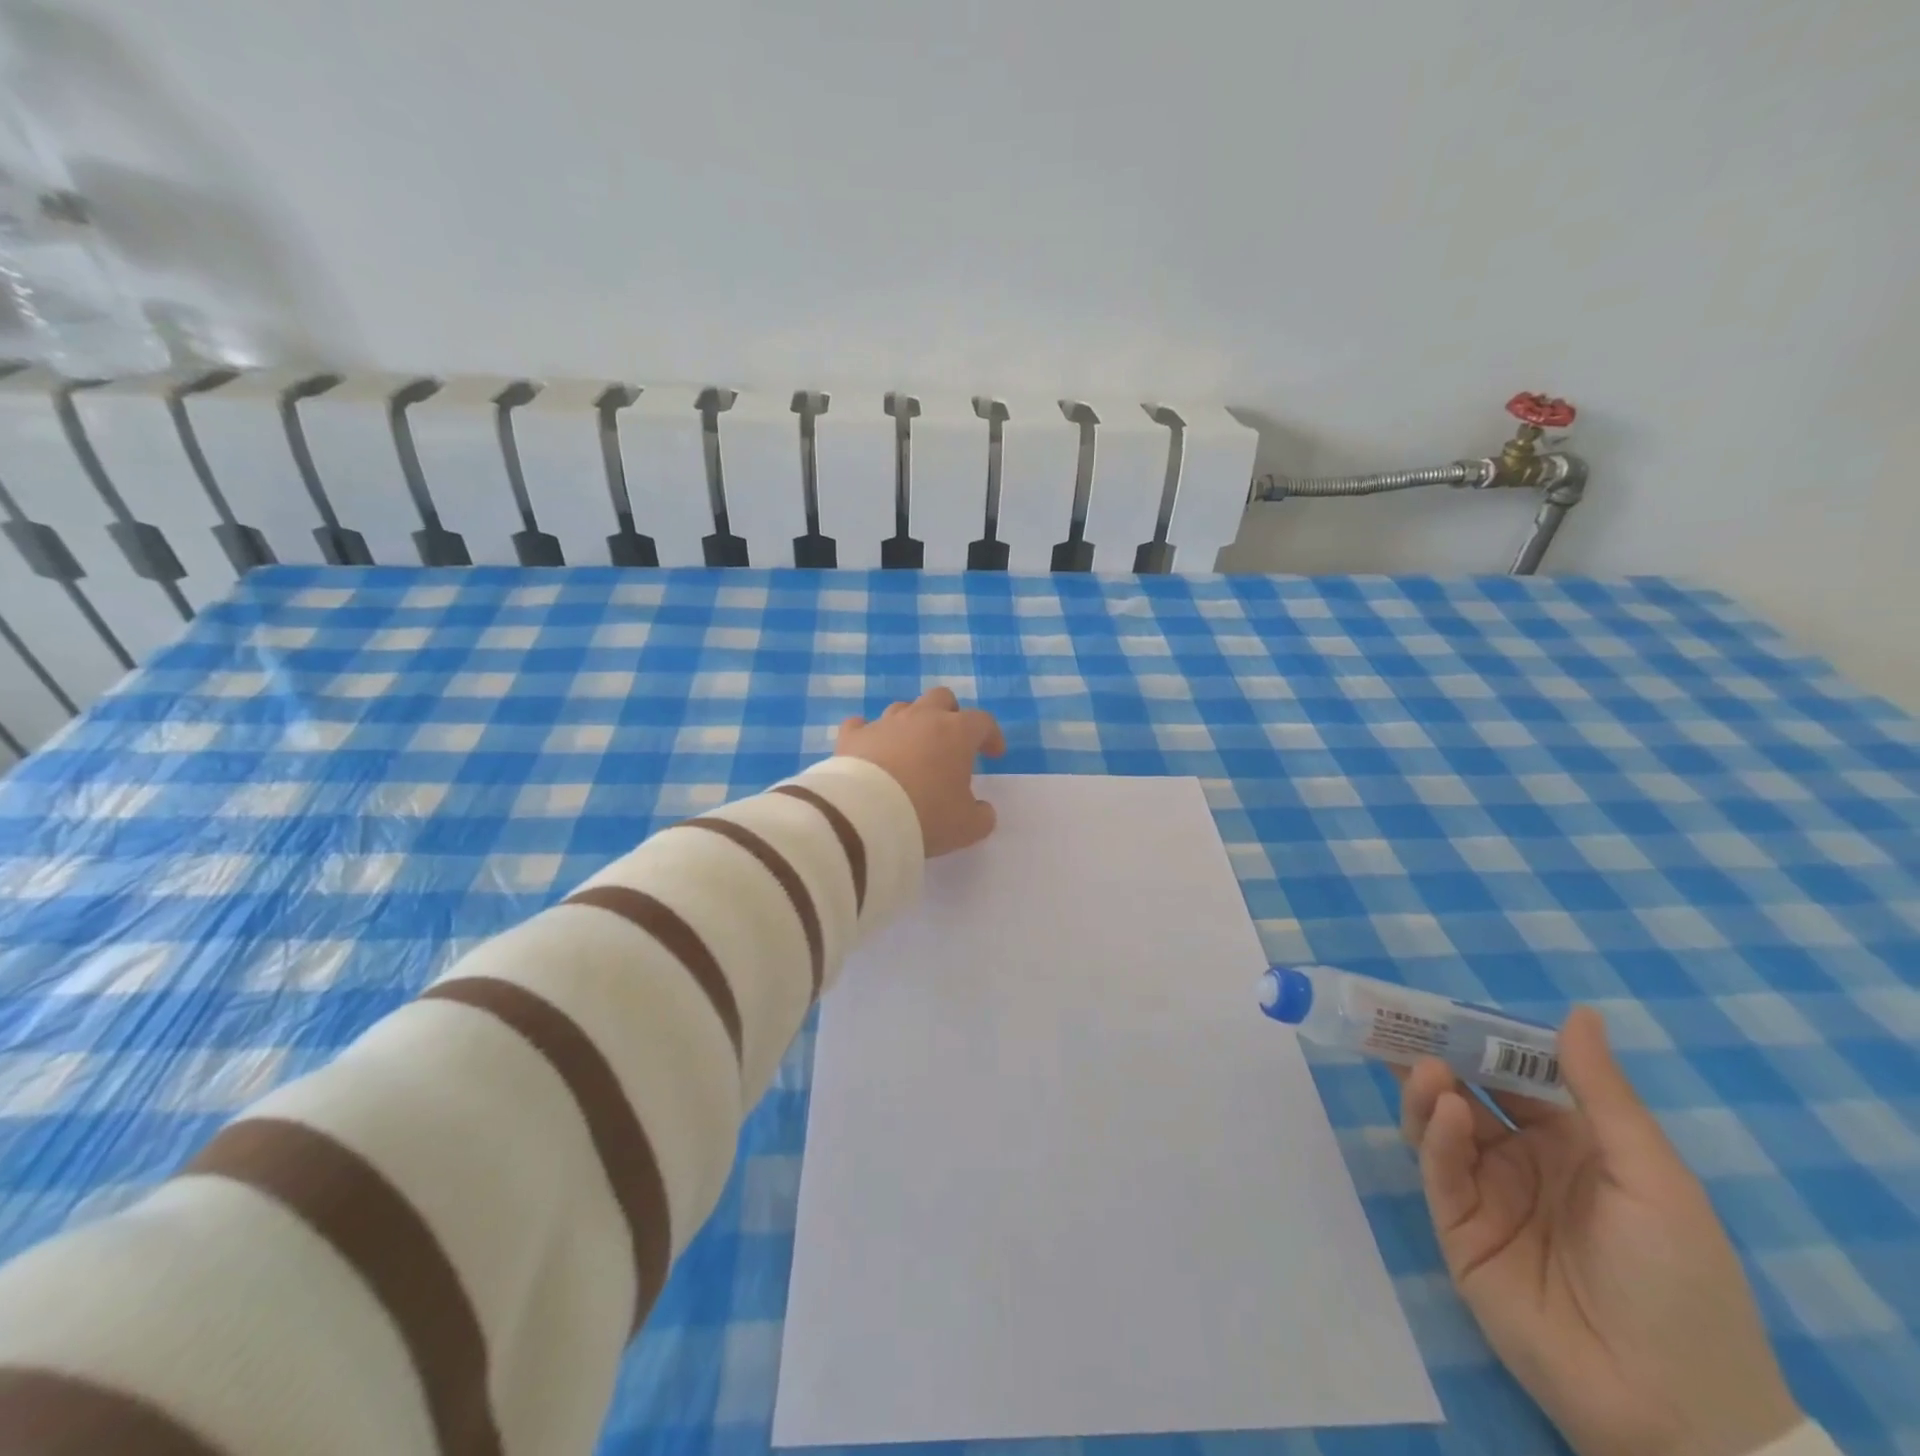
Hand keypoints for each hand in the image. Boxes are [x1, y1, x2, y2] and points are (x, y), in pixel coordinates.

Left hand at [835, 687, 1005, 856]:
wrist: (866, 815)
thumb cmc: (926, 814)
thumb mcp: (967, 826)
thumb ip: (981, 815)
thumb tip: (982, 810)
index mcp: (956, 733)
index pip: (982, 721)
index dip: (991, 736)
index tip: (993, 754)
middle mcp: (921, 718)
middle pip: (941, 698)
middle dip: (950, 714)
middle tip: (951, 740)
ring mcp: (884, 723)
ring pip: (902, 708)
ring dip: (911, 723)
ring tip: (911, 749)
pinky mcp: (852, 736)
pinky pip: (860, 725)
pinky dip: (868, 734)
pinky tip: (869, 748)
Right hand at [1397, 1008, 1800, 1455]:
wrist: (1670, 1408)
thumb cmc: (1677, 1279)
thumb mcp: (1653, 1177)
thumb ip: (1602, 1093)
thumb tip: (1579, 1011)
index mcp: (1571, 1143)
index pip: (1514, 1076)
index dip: (1482, 1040)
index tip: (1444, 1006)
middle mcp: (1522, 1160)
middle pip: (1466, 1092)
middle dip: (1435, 1056)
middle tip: (1399, 1021)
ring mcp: (1487, 1194)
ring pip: (1441, 1125)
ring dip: (1430, 1091)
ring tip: (1426, 1069)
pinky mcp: (1458, 1228)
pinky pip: (1441, 1171)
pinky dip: (1438, 1137)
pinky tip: (1449, 1116)